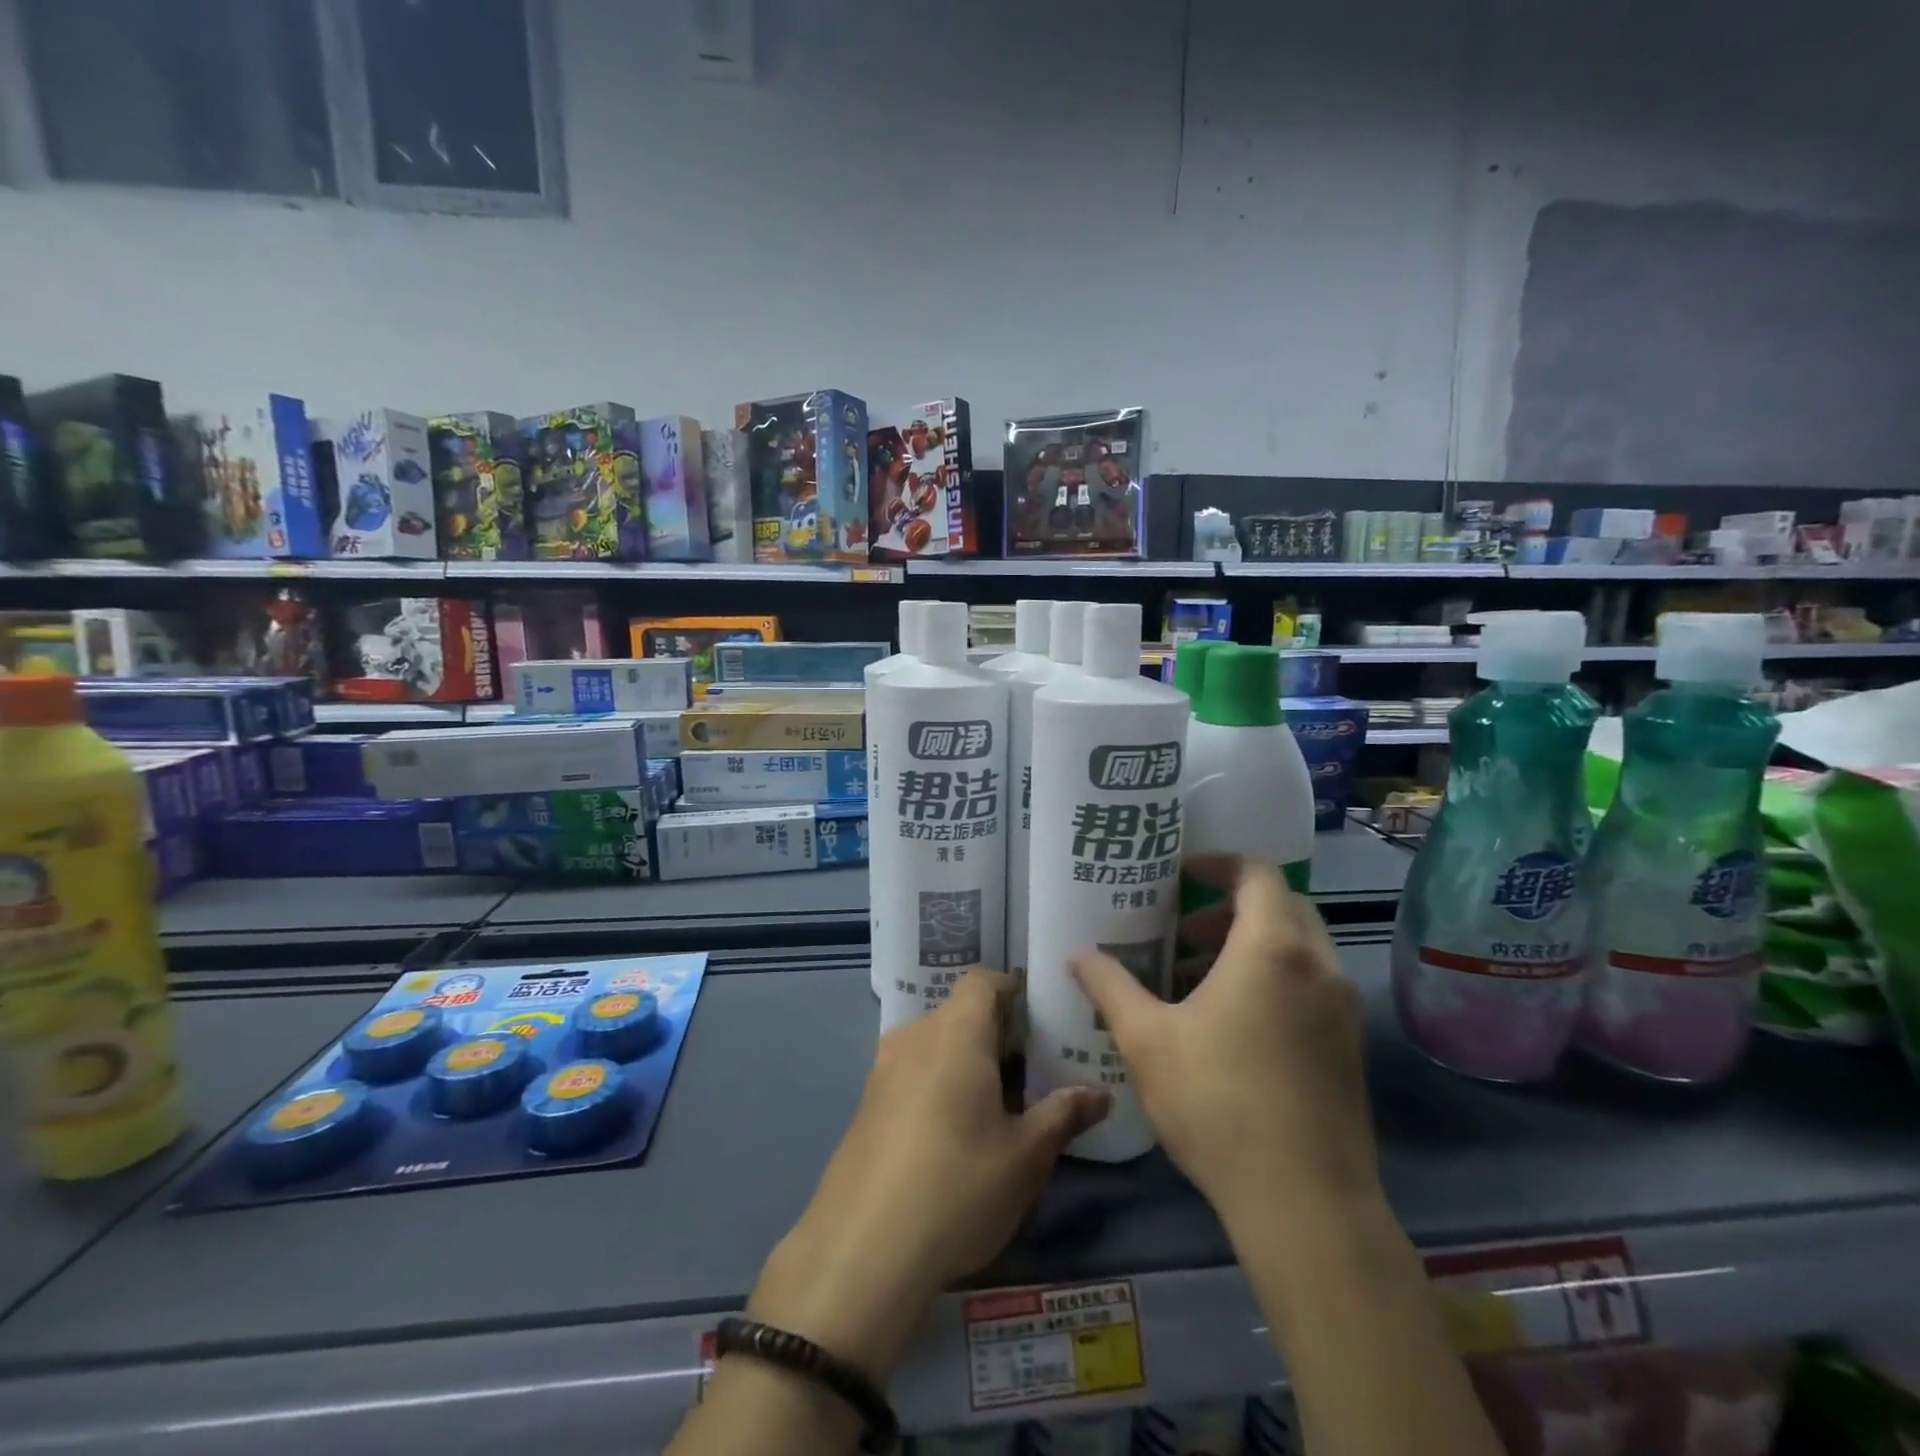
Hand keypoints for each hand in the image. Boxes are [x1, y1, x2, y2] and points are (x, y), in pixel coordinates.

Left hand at [750, 970, 1109, 1380]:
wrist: (861, 1250)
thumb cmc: (957, 1188)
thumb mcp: (1025, 1157)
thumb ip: (1063, 1115)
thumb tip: (1099, 1094)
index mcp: (956, 1032)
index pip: (983, 981)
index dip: (1012, 989)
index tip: (1041, 1018)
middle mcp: (916, 1036)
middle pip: (960, 1012)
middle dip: (997, 1032)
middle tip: (1034, 1070)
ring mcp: (884, 1068)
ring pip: (935, 1043)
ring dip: (967, 1060)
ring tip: (999, 1103)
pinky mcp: (867, 1103)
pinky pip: (913, 1071)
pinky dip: (939, 1082)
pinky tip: (955, 1132)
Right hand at [1072, 857, 1380, 1233]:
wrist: (1306, 1203)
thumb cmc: (1218, 1103)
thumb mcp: (1146, 1039)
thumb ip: (1109, 986)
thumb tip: (1076, 954)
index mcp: (1272, 949)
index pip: (1258, 873)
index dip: (1218, 863)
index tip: (1180, 874)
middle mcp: (1318, 966)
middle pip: (1281, 905)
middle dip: (1229, 907)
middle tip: (1182, 931)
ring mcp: (1342, 1007)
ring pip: (1298, 947)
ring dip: (1249, 946)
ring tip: (1196, 979)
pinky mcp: (1349, 1045)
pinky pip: (1310, 984)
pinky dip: (1273, 978)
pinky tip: (1230, 1023)